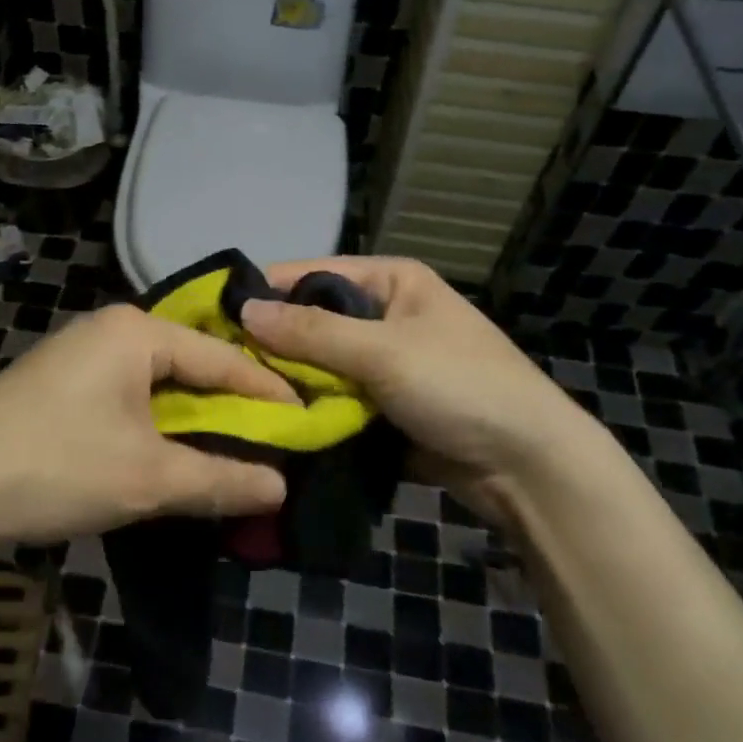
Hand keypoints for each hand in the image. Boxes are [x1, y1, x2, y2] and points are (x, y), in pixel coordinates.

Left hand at [0, 305, 291, 559]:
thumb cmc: (55, 466)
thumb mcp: (147, 478)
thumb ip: (219, 479)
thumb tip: (280, 488)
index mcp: (136, 331)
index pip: (223, 357)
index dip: (268, 393)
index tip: (307, 423)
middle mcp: (111, 330)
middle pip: (191, 366)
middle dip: (231, 408)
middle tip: (276, 441)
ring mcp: (81, 354)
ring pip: (159, 384)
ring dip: (194, 420)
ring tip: (235, 451)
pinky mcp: (61, 383)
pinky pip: (129, 396)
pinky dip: (158, 424)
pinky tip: (175, 450)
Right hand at [241, 256, 606, 503]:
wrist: (529, 467)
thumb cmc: (462, 386)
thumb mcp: (384, 352)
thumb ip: (311, 332)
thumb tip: (243, 310)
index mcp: (390, 280)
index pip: (311, 274)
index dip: (265, 294)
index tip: (213, 319)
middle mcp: (384, 313)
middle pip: (312, 321)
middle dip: (274, 345)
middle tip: (218, 368)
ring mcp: (383, 362)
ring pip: (318, 364)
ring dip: (289, 382)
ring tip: (235, 398)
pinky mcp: (382, 405)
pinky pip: (333, 398)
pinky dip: (309, 409)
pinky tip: (271, 422)